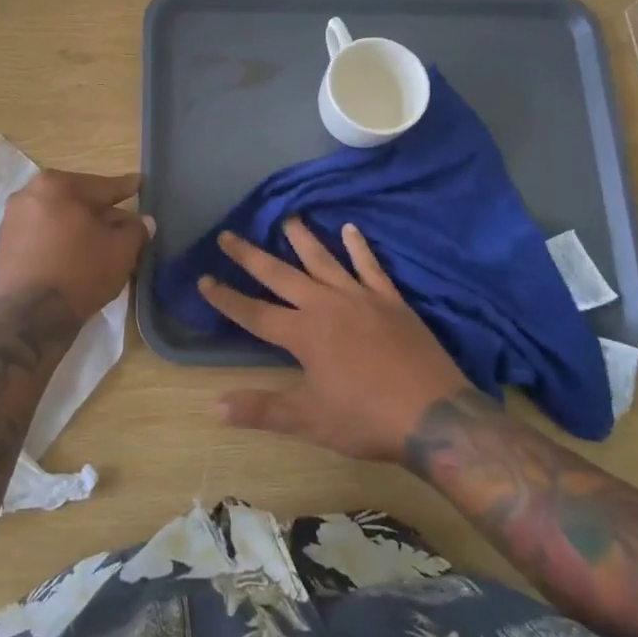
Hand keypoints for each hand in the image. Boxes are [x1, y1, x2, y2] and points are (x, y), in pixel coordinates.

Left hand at [0, 170, 152, 325]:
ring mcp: (13, 219)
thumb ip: (136, 230)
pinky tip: (76, 255)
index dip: (126, 189)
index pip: (102, 186)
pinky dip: (61, 240)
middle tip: (126, 222)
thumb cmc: (80, 273)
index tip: (139, 184)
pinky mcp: (4, 245)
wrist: (29, 318)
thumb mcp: (121, 250)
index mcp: (57, 185)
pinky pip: (42, 234)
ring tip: (103, 243)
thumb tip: (144, 222)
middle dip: (102, 212)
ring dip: (81, 227)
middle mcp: (29, 193)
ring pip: (59, 217)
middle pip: (78, 200)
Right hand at [201, 220, 468, 462]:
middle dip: (250, 256)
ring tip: (287, 216)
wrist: (434, 413)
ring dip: (302, 238)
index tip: (203, 279)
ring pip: (323, 260)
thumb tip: (213, 406)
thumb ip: (261, 409)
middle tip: (228, 234)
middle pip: (280, 275)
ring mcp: (359, 297)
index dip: (226, 298)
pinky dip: (359, 247)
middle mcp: (325, 306)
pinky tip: (350, 228)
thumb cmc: (366, 418)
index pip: (254, 313)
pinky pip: (370, 266)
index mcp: (303, 334)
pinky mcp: (390, 299)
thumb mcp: (309, 420)